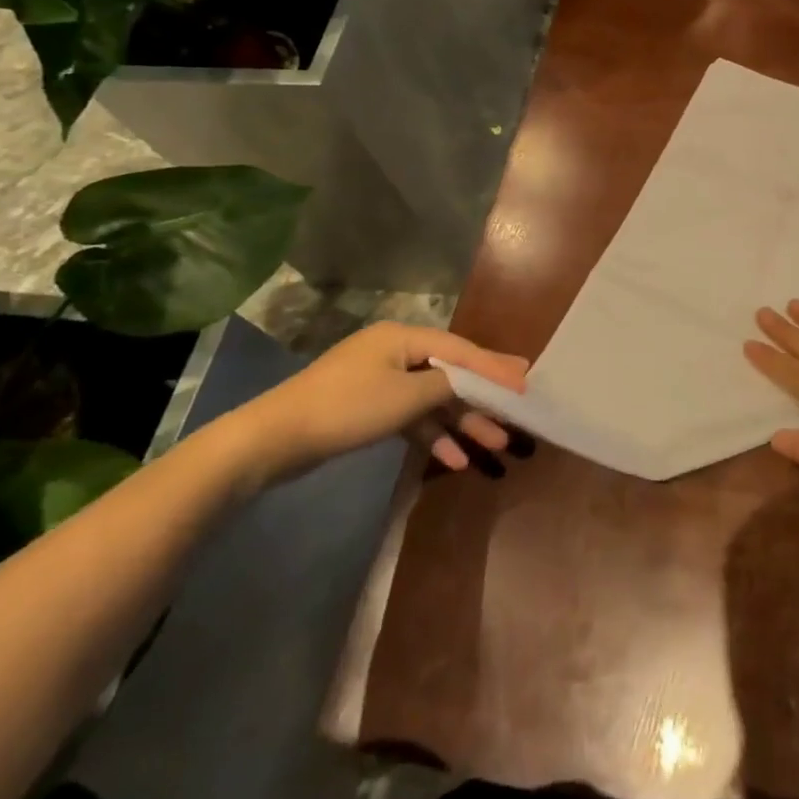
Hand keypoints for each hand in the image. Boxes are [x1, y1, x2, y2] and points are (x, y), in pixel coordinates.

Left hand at [238, 322, 528, 484]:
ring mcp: (379, 381)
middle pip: (449, 374)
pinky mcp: (367, 408)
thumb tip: (475, 380)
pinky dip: (430, 435)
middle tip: (515, 417)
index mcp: (403, 338)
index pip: (460, 350)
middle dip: (481, 400)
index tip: (526, 380)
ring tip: (494, 446)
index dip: (494, 366)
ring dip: (460, 422)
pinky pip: (410, 417)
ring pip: (432, 399)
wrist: (273, 441)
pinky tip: (452, 460)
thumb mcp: (404, 397)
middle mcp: (394, 352)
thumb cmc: (346, 409)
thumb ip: (447, 386)